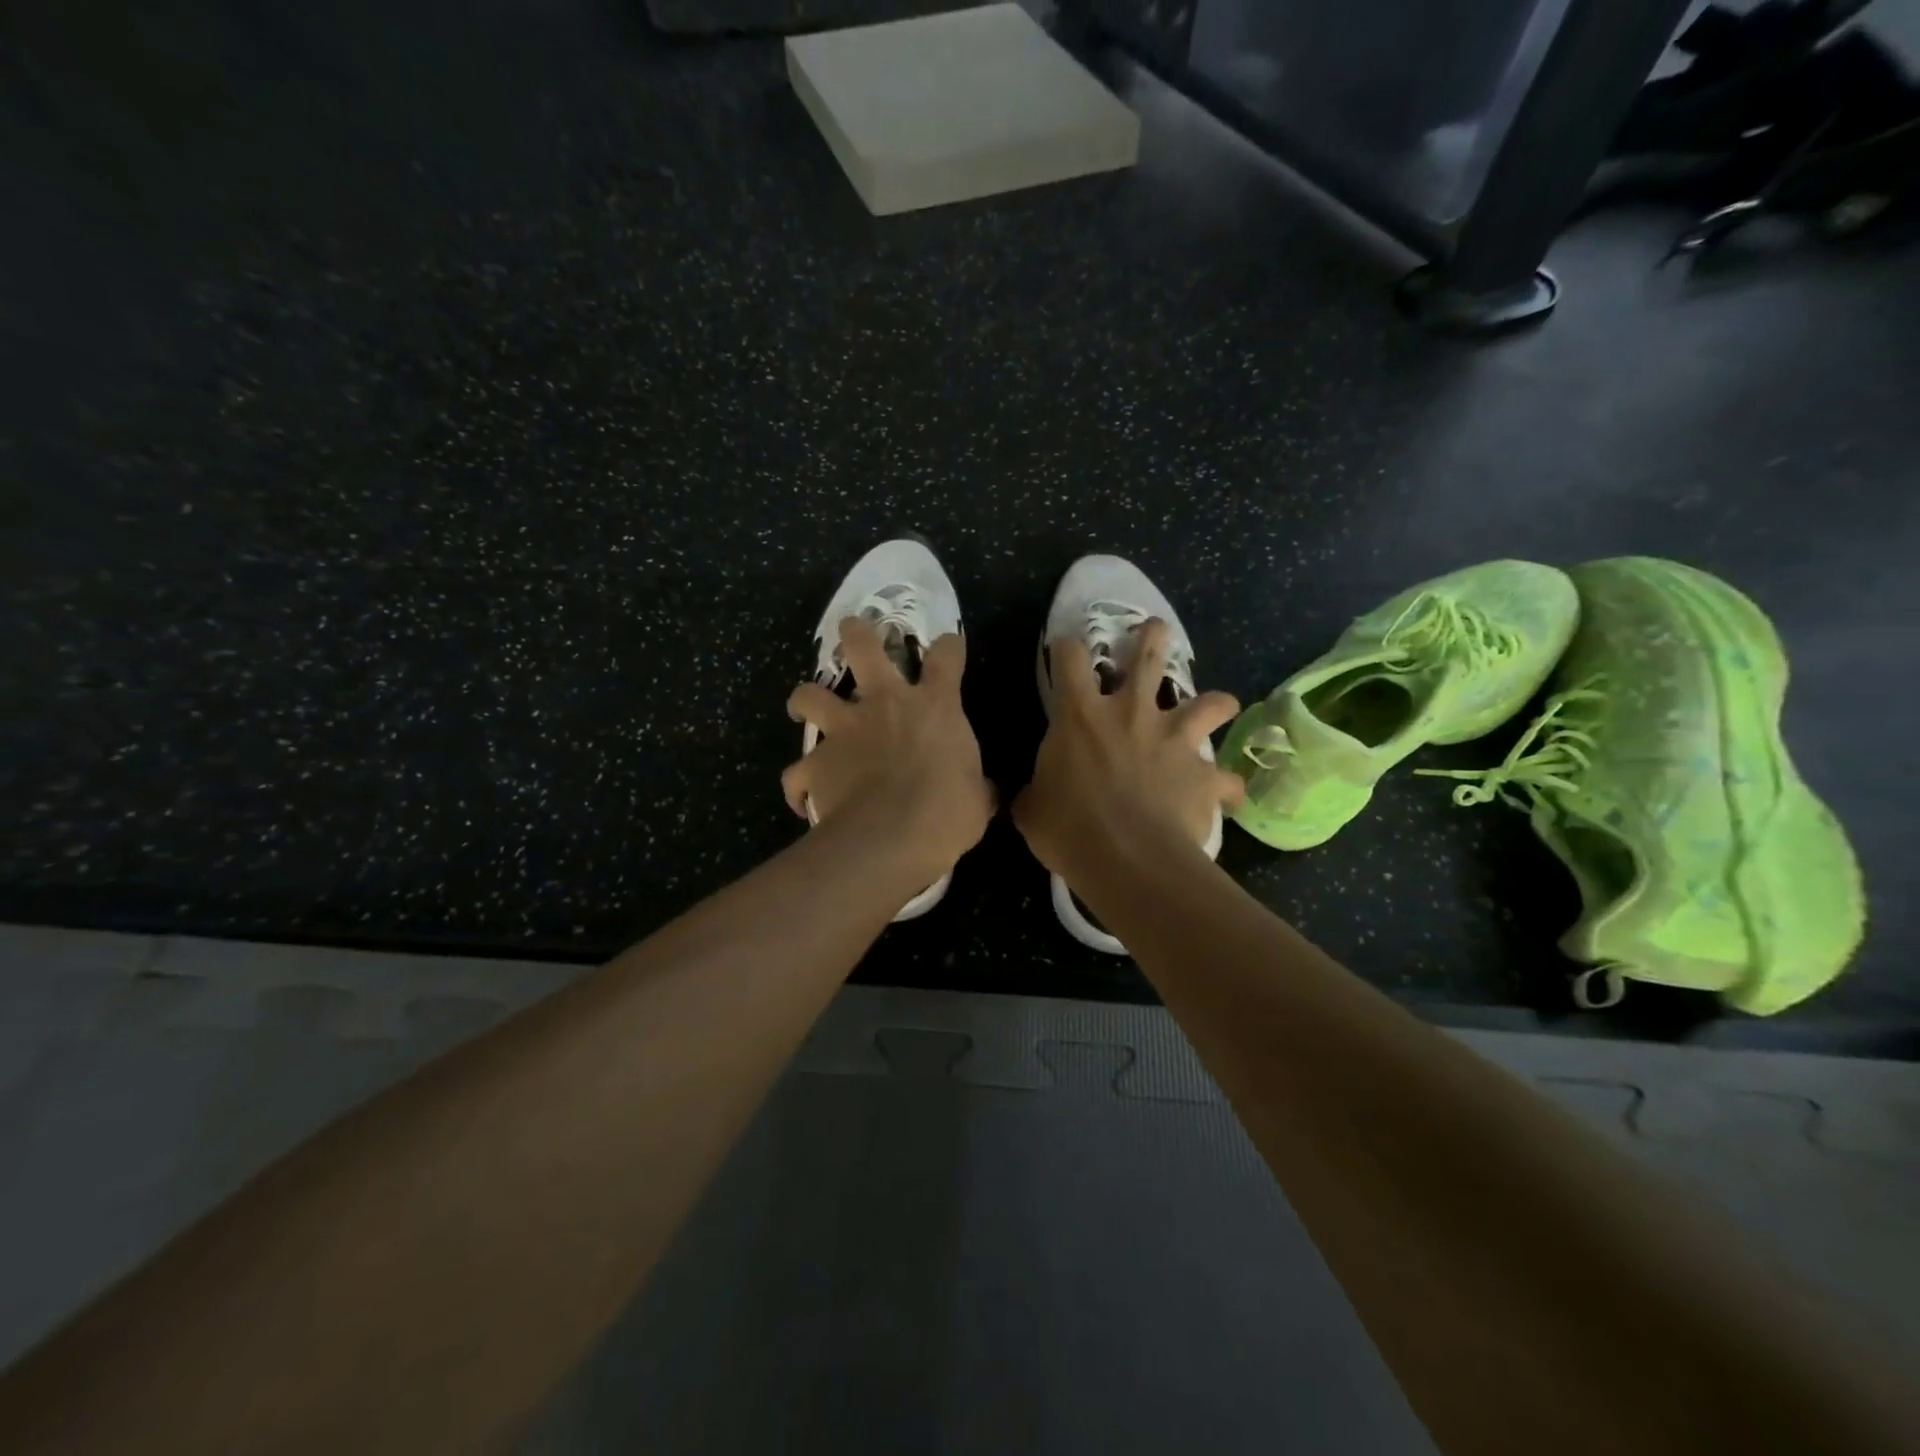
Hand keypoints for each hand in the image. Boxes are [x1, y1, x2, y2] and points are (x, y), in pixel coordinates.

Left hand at [782, 617, 993, 882]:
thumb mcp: (977, 800)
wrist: (891, 838)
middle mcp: (885, 705)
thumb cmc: (946, 813)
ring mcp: (844, 730)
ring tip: (804, 706)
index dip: (948, 646)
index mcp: (934, 707)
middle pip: (863, 647)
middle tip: (852, 630)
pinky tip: (801, 797)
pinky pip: (796, 772)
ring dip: (804, 698)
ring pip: (810, 695)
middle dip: (856, 633)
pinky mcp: (816, 763)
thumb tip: (986, 793)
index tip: (949, 647)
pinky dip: (798, 783)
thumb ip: (978, 788)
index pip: (946, 656)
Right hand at [1014, 619, 1243, 876]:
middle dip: (1152, 637)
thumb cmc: (1069, 829)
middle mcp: (1132, 713)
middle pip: (1148, 655)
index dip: (1067, 648)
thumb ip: (1034, 792)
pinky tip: (1229, 796)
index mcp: (1081, 715)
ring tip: (1220, 704)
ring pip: (1208, 703)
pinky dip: (1227, 786)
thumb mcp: (1031, 809)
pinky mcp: (1204, 774)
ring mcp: (1174, 740)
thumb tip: (1032, 796)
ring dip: (1216, 702)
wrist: (1128, 860)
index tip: (1067, 650)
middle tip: (1154, 630)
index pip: (1069, 657)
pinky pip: (1226, 779)